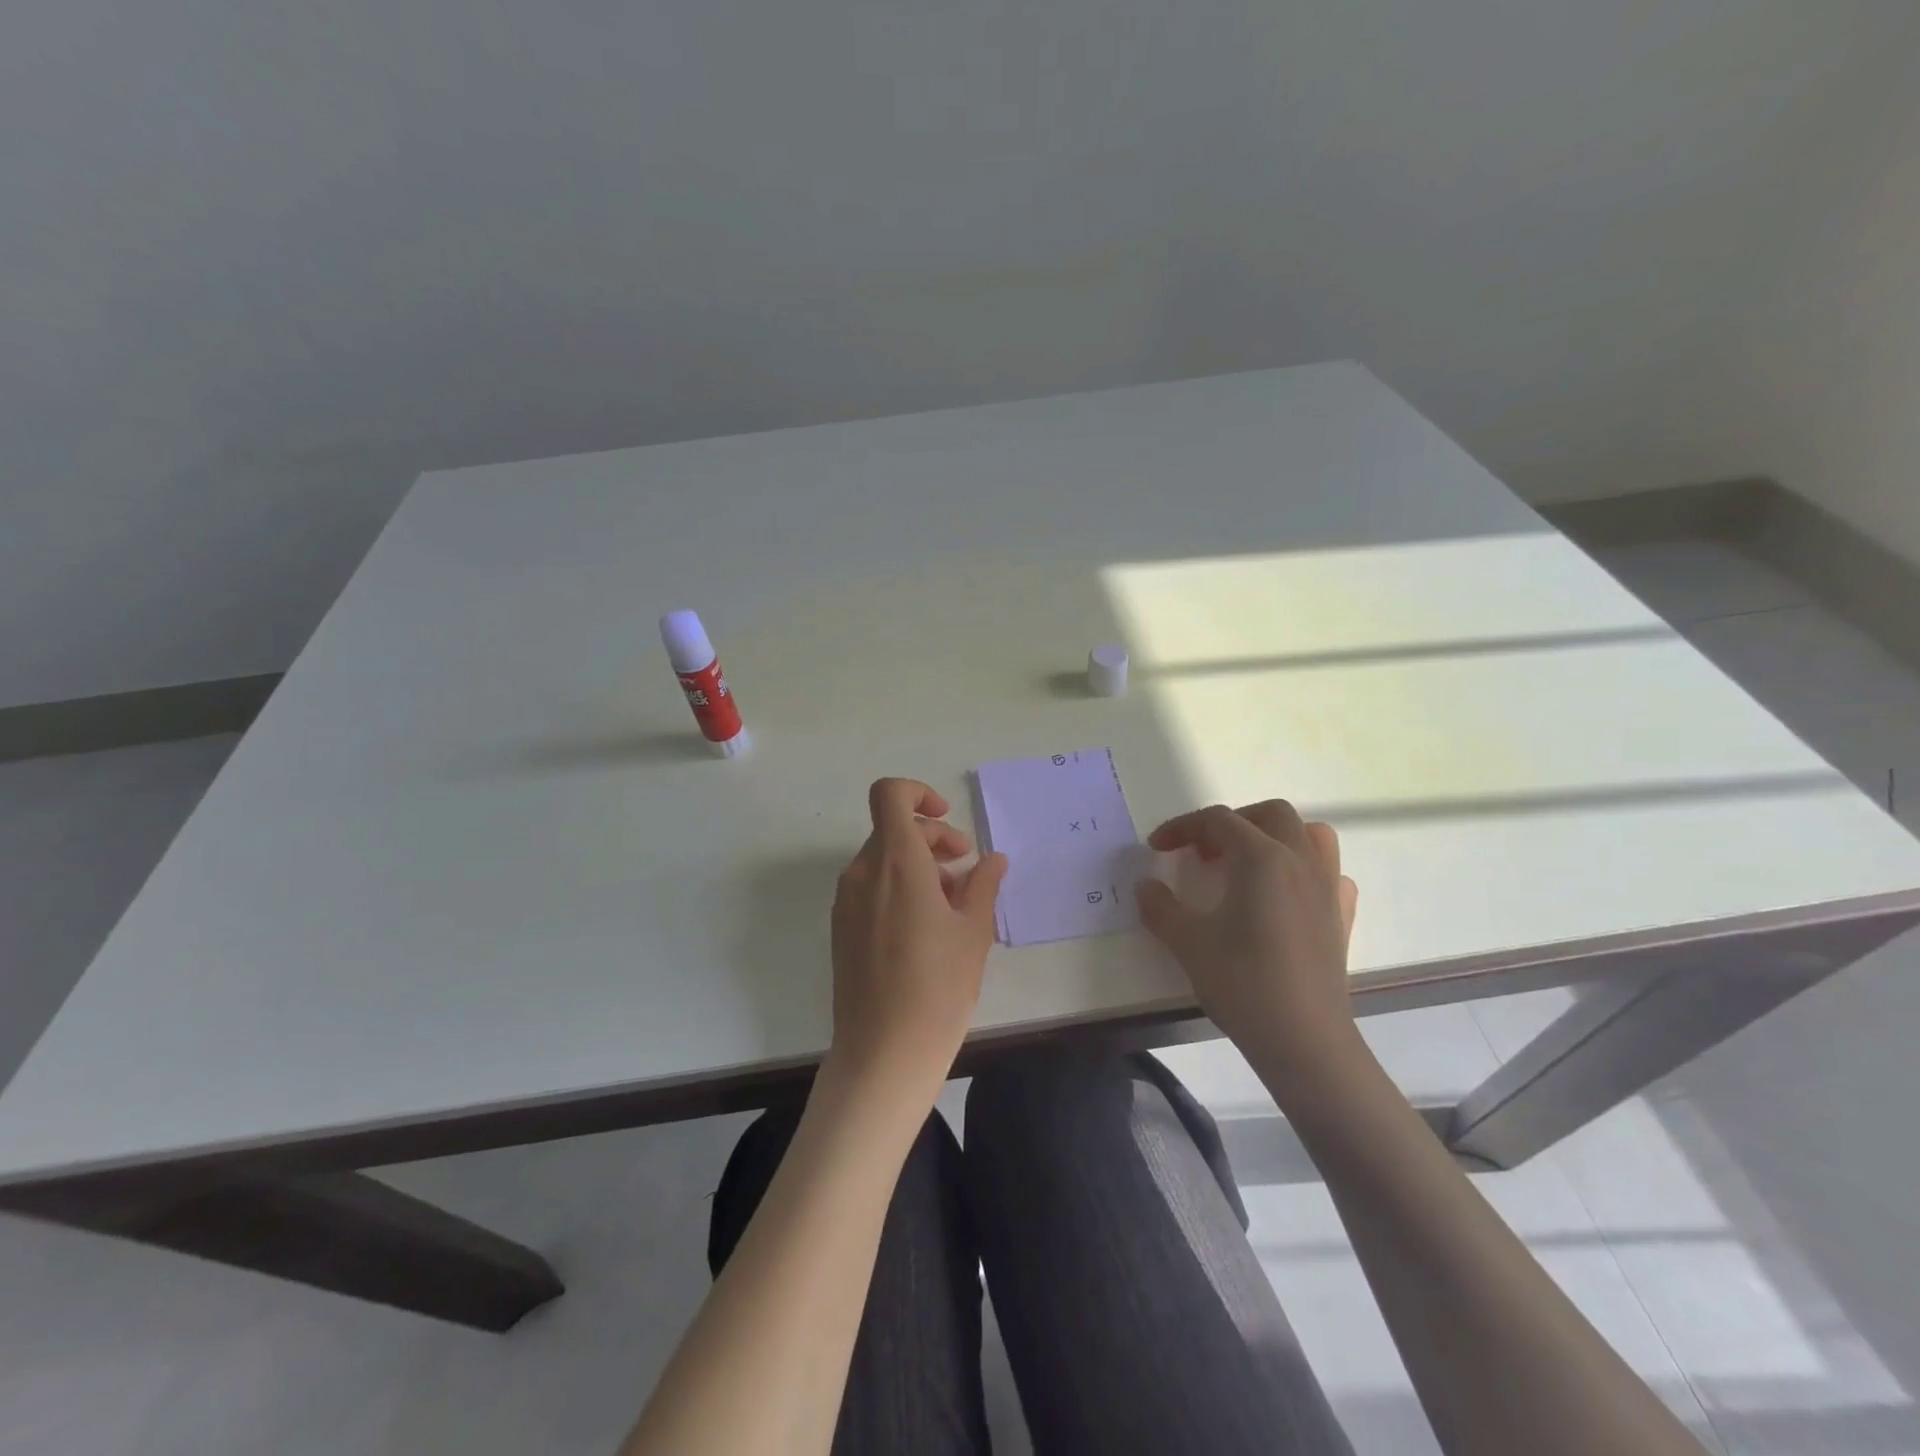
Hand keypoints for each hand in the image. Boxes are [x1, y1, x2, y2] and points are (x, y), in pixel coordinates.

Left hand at [828, 779, 1008, 1099]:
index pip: (889, 795)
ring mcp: (846, 902)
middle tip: (966, 869)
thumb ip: (982, 884)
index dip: (919, 794)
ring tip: (953, 902)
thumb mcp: (973, 931)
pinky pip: (871, 887)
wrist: (883, 1052)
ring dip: (917, 864)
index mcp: (895, 862)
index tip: (947, 821)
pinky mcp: (842, 928)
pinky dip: (898, 887)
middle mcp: (862, 873)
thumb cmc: (938, 986)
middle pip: (892, 829)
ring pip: (882, 859)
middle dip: (932, 838)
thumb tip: (993, 859)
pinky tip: (926, 926)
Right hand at [1136, 801, 1360, 1097]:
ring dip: (1275, 835)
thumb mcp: (1188, 942)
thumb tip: (1145, 886)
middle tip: (1203, 852)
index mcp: (1261, 857)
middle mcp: (1299, 861)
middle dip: (1231, 822)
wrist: (1304, 1041)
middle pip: (1269, 814)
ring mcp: (1327, 888)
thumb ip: (1161, 907)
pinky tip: (1284, 895)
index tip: (1157, 847)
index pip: (1218, 821)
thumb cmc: (1243, 983)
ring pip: (1310, 834)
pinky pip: (1329, 873)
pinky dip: (1305, 869)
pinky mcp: (1342, 917)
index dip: (1182, 827)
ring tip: (1247, 862)